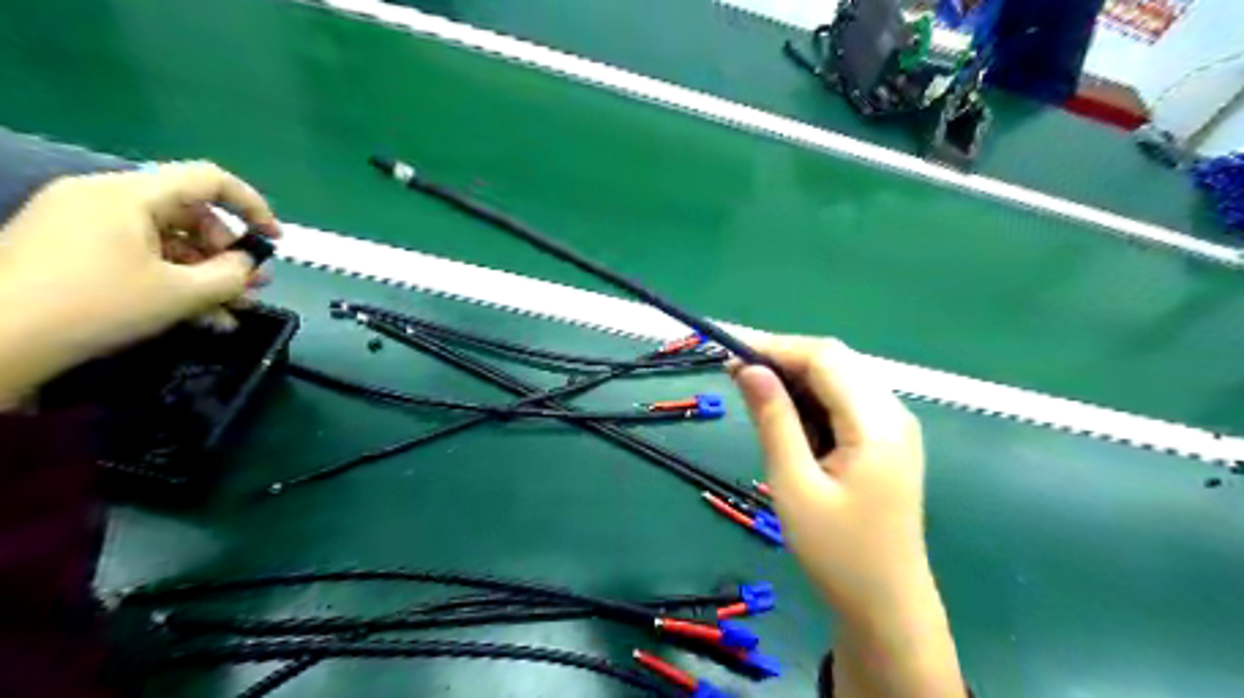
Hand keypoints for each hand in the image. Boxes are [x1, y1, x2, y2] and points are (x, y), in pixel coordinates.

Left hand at [1, 161, 276, 406]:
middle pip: (189, 213)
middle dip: (228, 252)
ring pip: (169, 241)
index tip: (274, 240)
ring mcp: (83, 224)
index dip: (252, 206)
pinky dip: (174, 280)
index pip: (207, 179)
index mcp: (128, 194)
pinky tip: (202, 317)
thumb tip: (247, 263)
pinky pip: (140, 256)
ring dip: (208, 274)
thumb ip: (231, 274)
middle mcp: (104, 198)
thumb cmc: (96, 306)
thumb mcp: (182, 293)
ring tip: (234, 310)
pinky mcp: (71, 251)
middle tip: (253, 286)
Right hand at [730, 338, 922, 620]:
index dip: (776, 348)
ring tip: (756, 400)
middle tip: (737, 378)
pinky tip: (788, 422)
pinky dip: (812, 401)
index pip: (825, 358)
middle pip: (835, 361)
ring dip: (796, 380)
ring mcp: (894, 426)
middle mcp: (893, 413)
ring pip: (839, 378)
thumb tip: (747, 368)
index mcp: (877, 423)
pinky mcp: (886, 440)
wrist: (886, 605)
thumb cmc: (837, 552)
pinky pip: (845, 401)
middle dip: (784, 360)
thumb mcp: (794, 485)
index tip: (730, 357)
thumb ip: (773, 420)